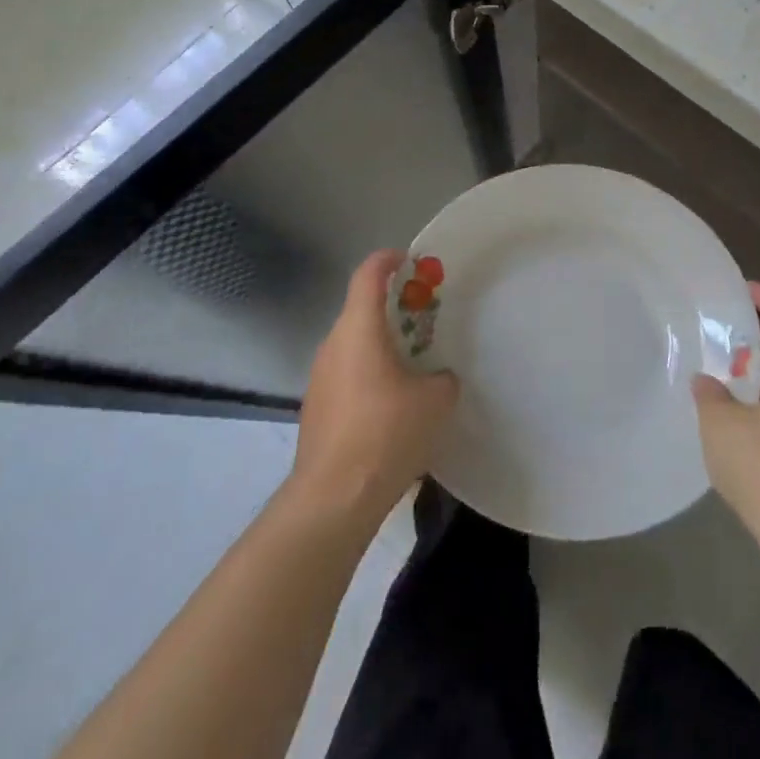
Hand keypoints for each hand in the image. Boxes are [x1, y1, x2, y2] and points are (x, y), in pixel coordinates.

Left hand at [292, 250, 459, 523]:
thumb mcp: (435, 402)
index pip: (368, 274)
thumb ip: (442, 379)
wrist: (333, 498)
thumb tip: (438, 379)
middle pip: (361, 309)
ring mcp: (320, 377)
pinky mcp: (316, 408)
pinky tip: (393, 405)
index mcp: (358, 329)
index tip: (412, 262)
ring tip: (414, 365)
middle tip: (426, 319)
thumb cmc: (386, 434)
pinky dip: (370, 373)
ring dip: (382, 344)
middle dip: (394, 308)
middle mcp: (333, 345)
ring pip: (354, 344)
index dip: (389, 260)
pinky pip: (347, 374)